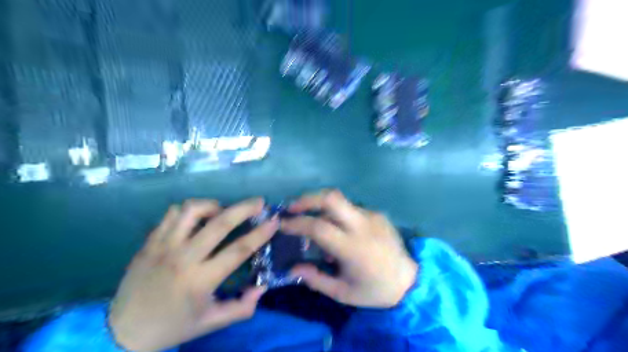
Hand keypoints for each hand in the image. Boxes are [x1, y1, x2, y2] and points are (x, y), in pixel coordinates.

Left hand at [107, 200, 276, 350]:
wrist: (122, 330)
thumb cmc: (173, 325)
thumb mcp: (211, 322)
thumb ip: (241, 308)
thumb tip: (262, 287)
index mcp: (201, 280)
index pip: (238, 250)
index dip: (260, 233)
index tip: (274, 220)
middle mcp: (183, 258)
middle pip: (219, 223)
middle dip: (244, 208)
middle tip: (258, 202)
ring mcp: (164, 246)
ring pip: (191, 210)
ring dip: (213, 205)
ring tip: (222, 211)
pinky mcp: (150, 241)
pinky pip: (172, 214)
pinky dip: (189, 210)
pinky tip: (196, 218)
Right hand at [283, 190, 418, 308]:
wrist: (409, 281)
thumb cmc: (373, 290)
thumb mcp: (342, 292)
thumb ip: (315, 279)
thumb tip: (292, 267)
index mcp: (353, 248)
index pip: (318, 227)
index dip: (297, 223)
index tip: (282, 224)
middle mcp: (363, 225)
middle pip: (331, 198)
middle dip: (307, 199)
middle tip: (292, 208)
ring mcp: (372, 216)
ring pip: (340, 201)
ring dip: (321, 207)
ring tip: (313, 222)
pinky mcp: (377, 214)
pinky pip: (351, 209)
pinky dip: (337, 215)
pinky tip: (338, 230)